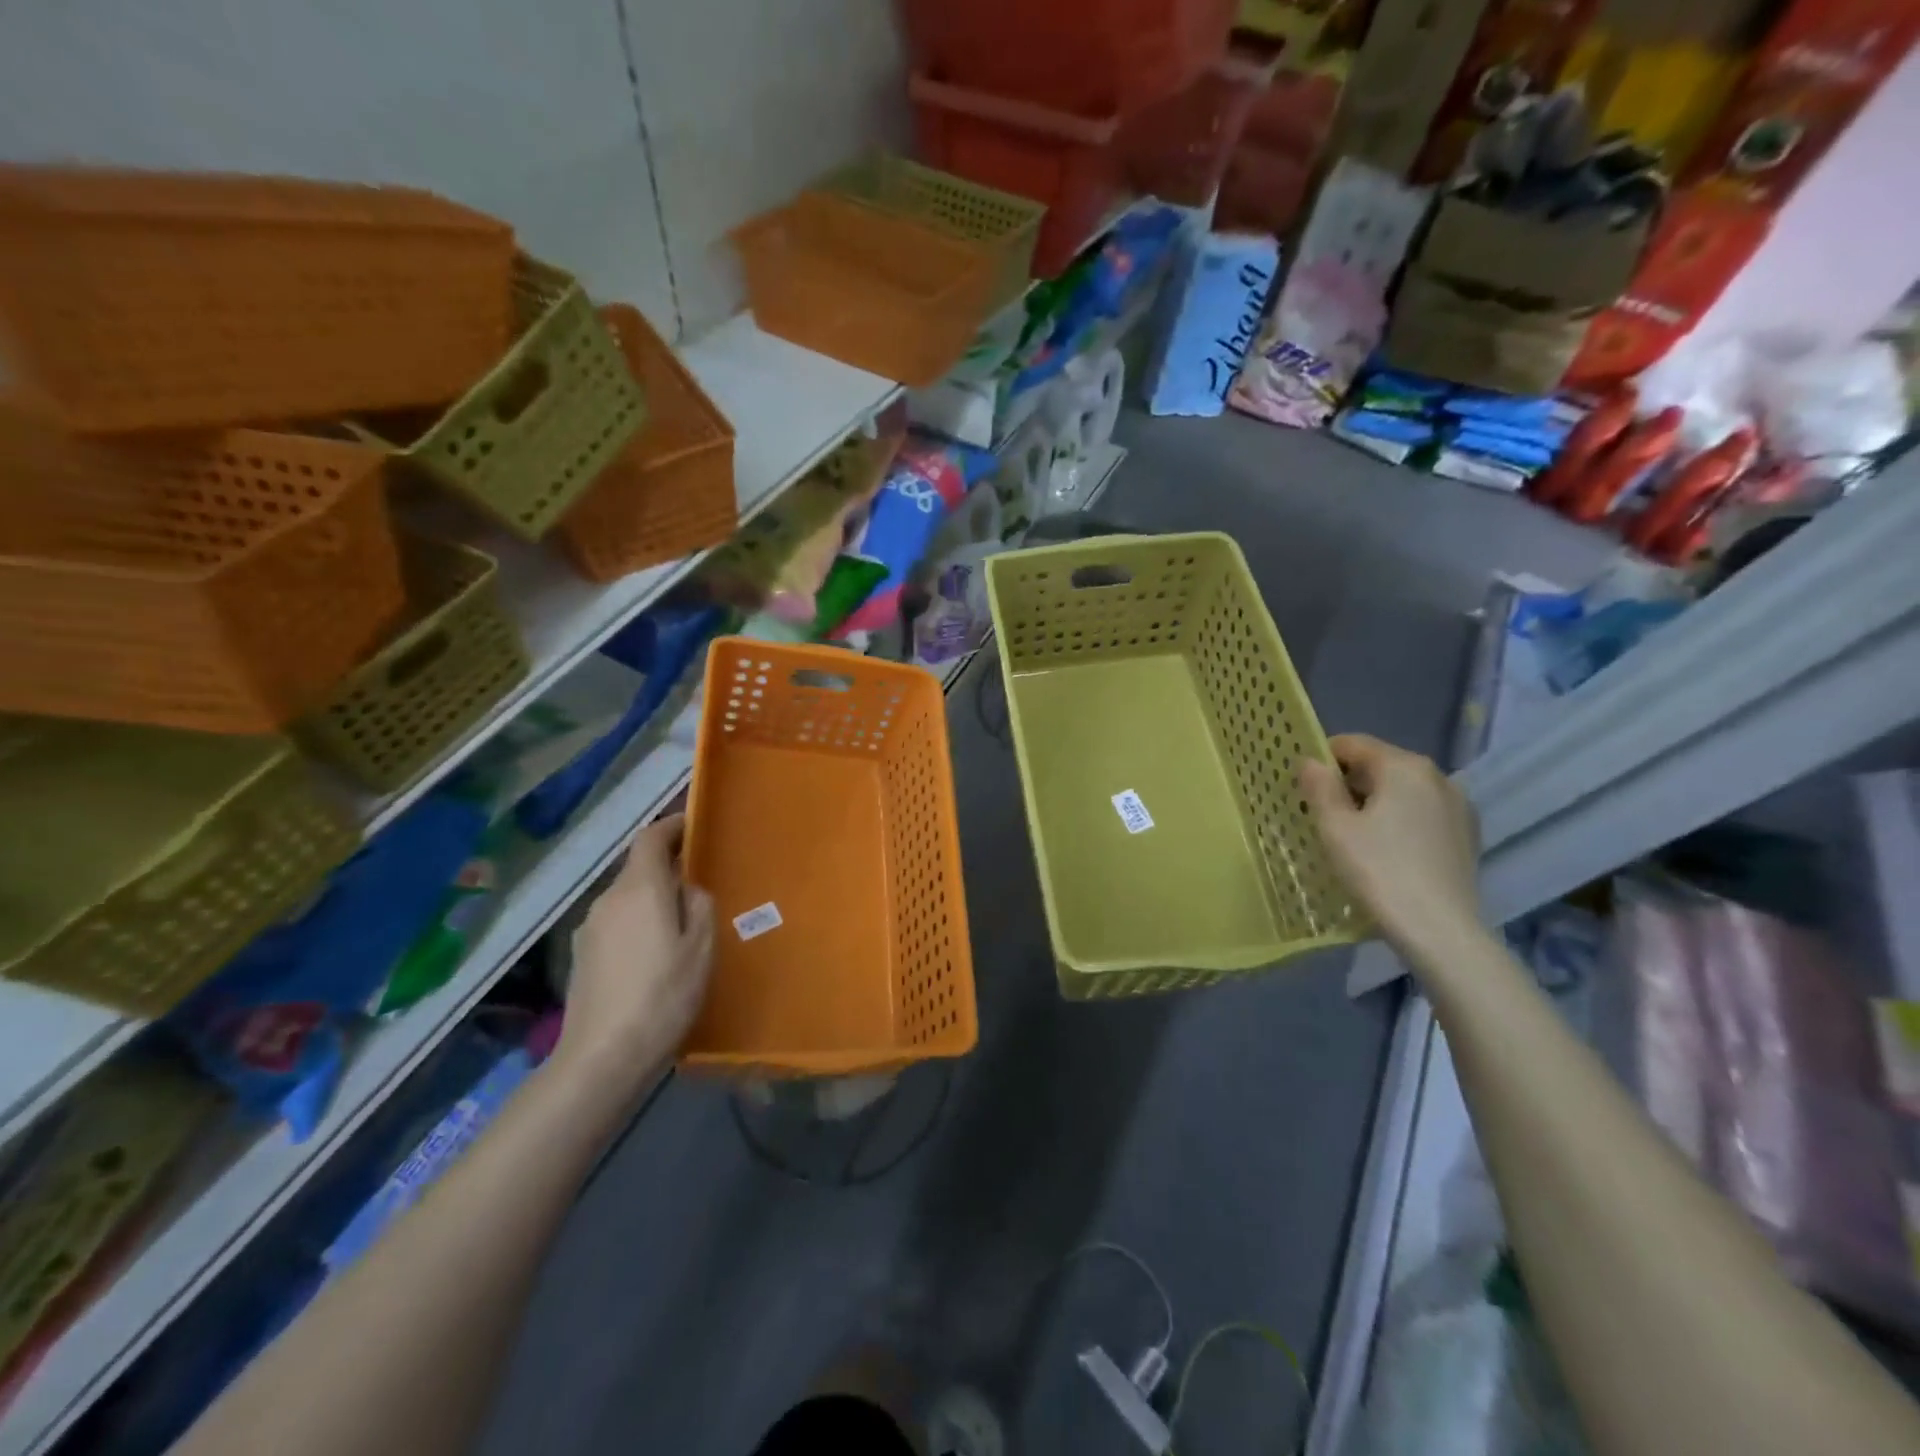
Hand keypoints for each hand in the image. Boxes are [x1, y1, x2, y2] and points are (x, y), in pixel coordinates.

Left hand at [555, 814, 714, 1093]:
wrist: (603, 1057)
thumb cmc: (663, 995)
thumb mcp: (701, 947)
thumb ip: (700, 905)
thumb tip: (689, 889)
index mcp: (640, 888)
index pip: (650, 837)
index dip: (672, 826)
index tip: (695, 826)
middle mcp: (608, 899)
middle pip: (638, 868)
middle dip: (668, 867)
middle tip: (700, 883)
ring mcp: (589, 929)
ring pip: (627, 898)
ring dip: (652, 899)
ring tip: (681, 925)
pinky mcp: (581, 957)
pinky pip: (617, 924)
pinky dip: (638, 924)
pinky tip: (655, 956)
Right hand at [1298, 734, 1483, 964]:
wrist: (1440, 930)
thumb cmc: (1378, 870)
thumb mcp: (1335, 827)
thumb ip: (1319, 786)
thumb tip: (1310, 761)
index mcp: (1404, 767)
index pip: (1353, 744)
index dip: (1322, 759)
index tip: (1303, 786)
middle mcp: (1438, 777)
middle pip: (1380, 765)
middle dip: (1348, 783)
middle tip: (1322, 814)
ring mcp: (1458, 806)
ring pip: (1403, 791)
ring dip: (1375, 803)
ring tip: (1353, 836)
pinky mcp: (1467, 835)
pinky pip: (1422, 814)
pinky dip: (1399, 821)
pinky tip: (1386, 851)